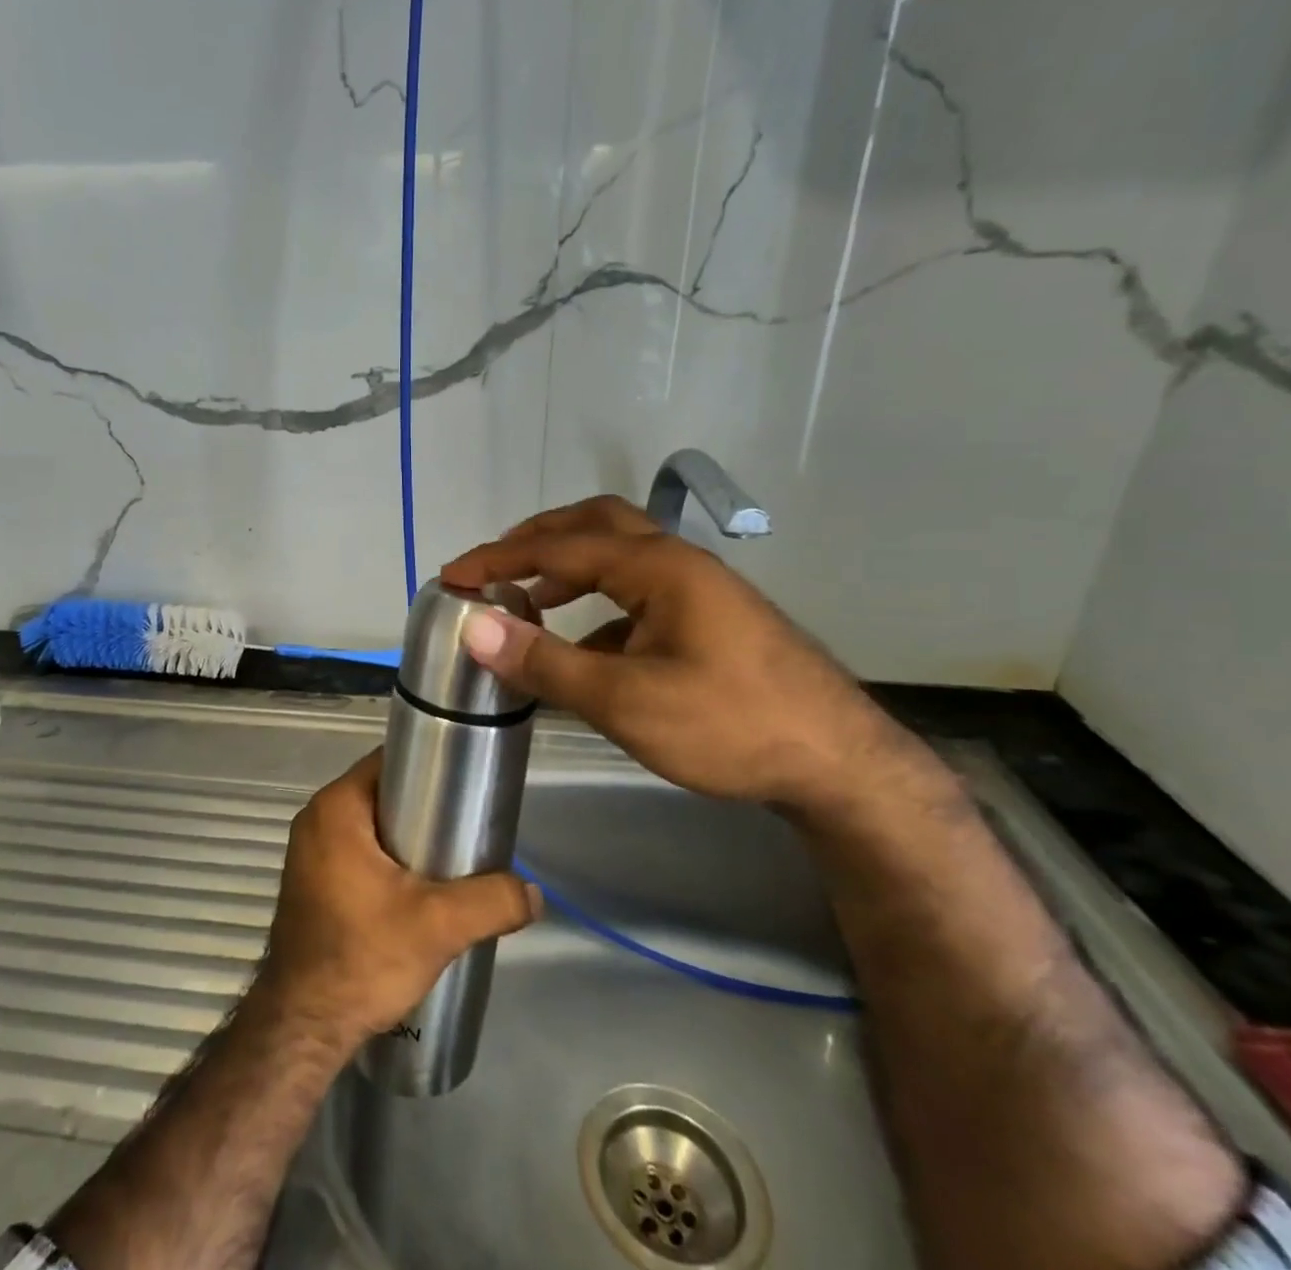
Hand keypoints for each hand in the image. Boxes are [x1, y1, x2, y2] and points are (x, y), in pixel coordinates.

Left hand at [256, 751, 540, 1050]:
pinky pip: (358, 850)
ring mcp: (311, 851)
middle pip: (384, 793)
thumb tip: (534, 893)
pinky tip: (420, 887)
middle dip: (426, 807)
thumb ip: (492, 901)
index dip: (431, 766)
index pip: (390, 761)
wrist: (304, 1027)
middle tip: (468, 827)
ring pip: (373, 825)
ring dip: (409, 838)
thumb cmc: (362, 958)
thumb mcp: (438, 926)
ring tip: (453, 859)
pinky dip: (388, 859)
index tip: (468, 786)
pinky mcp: (314, 881)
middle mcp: (317, 819)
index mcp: (336, 807)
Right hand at [440, 495, 923, 814]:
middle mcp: (677, 563)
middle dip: (536, 540)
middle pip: (594, 524)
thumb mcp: (625, 701)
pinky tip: (585, 647)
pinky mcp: (708, 620)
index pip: (558, 546)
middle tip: (494, 568)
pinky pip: (637, 593)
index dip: (497, 559)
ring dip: (567, 568)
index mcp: (657, 567)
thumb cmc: (730, 726)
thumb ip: (545, 662)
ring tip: (529, 601)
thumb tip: (474, 628)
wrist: (839, 765)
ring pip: (618, 556)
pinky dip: (597, 604)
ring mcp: (698, 590)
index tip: (451, 576)